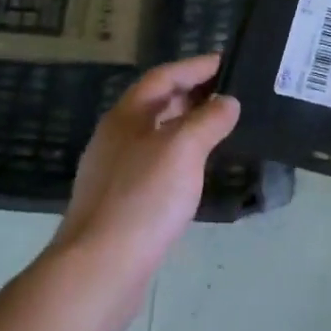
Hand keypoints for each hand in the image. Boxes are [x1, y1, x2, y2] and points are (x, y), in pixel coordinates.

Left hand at [51, 54, 240, 330]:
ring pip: (157, 135)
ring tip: (221, 126)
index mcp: (126, 116)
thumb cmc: (143, 198)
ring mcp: (115, 171)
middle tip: (230, 92)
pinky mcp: (121, 202)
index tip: (226, 62)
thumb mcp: (183, 149)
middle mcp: (117, 137)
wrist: (100, 269)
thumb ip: (208, 120)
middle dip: (192, 94)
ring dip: (187, 125)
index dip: (194, 66)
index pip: (162, 77)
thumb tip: (228, 101)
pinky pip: (156, 164)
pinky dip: (180, 156)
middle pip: (157, 104)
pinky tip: (197, 170)